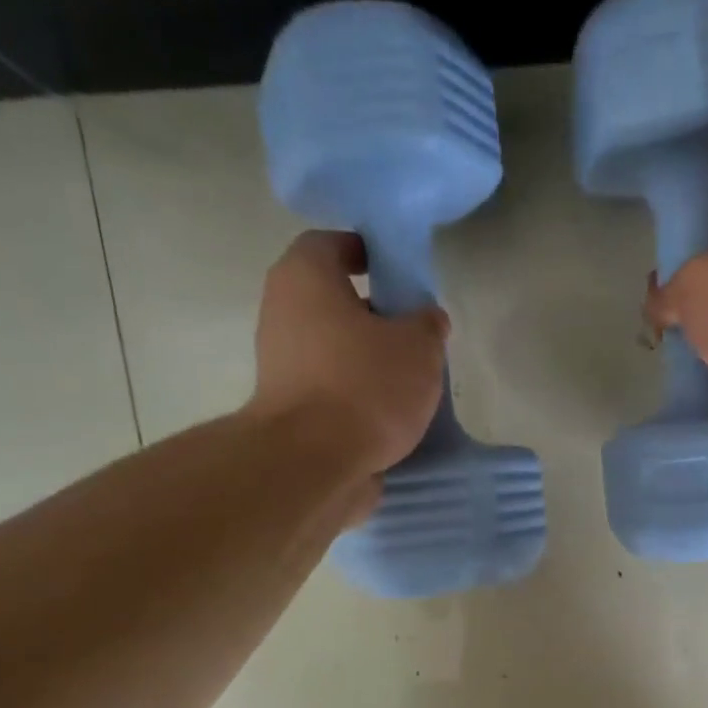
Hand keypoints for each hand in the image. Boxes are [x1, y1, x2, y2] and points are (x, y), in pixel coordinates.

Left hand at [249, 230, 447, 478]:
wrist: (313, 463)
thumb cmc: (365, 386)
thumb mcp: (419, 347)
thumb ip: (427, 324)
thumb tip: (426, 319)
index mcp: (305, 277)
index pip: (333, 244)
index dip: (369, 253)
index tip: (401, 276)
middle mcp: (282, 312)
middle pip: (331, 299)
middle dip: (373, 313)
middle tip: (413, 333)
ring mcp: (279, 363)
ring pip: (331, 347)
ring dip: (366, 358)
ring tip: (409, 380)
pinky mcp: (289, 408)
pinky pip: (329, 387)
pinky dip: (355, 394)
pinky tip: (389, 413)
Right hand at [645, 200, 707, 463]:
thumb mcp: (693, 280)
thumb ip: (668, 289)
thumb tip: (660, 308)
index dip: (689, 227)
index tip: (658, 250)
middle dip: (686, 293)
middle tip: (653, 309)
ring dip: (695, 340)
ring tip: (660, 348)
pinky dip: (707, 378)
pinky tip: (682, 381)